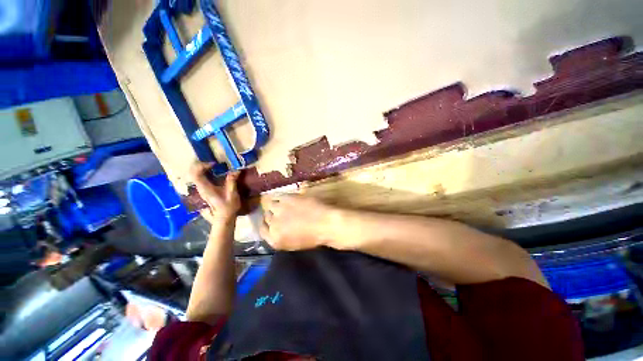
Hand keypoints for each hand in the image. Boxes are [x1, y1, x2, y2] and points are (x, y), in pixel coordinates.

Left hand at [189, 162, 239, 222]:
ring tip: (215, 168)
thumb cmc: (228, 207)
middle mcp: (200, 188)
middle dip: (202, 165)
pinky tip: (215, 174)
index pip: (196, 174)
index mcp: (205, 188)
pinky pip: (200, 179)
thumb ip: (232, 181)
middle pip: (193, 173)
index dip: (203, 166)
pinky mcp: (204, 191)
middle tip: (214, 164)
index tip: (215, 165)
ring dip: (203, 169)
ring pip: (196, 176)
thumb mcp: (232, 194)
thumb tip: (236, 170)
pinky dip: (205, 173)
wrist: (224, 218)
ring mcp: (201, 190)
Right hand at [260, 195, 341, 250]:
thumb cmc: (314, 237)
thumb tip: (275, 228)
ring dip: (275, 205)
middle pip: (267, 217)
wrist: (326, 224)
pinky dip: (280, 197)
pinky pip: (278, 196)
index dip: (267, 225)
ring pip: (270, 205)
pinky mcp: (286, 199)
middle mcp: (273, 225)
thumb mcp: (294, 243)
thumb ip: (281, 236)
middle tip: (280, 213)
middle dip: (272, 215)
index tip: (271, 222)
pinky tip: (286, 198)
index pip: (262, 231)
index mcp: (275, 240)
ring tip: (283, 204)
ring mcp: (279, 211)